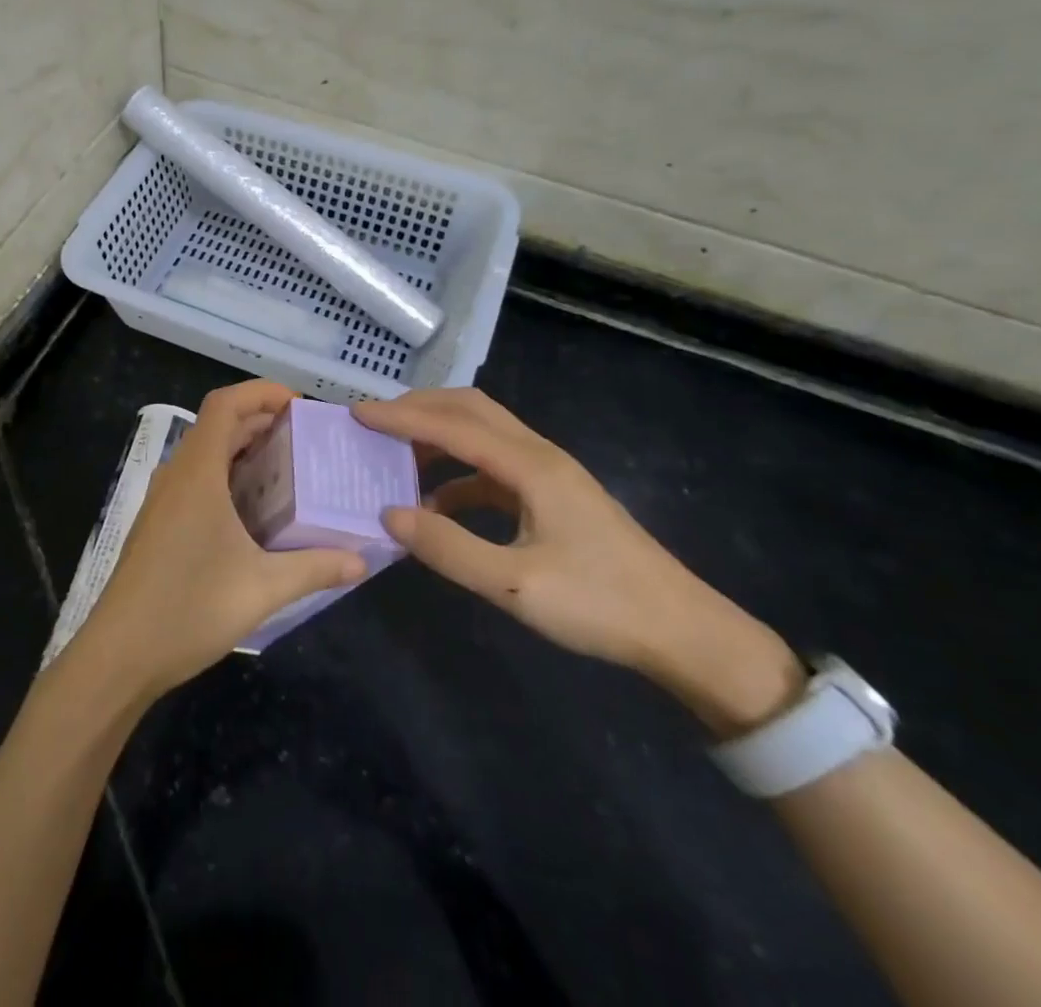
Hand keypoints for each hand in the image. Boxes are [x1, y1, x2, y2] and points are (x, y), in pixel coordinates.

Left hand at [71, 381, 368, 705]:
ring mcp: (163, 500)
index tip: (299, 406)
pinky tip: (255, 513)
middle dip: (261, 422)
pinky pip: (197, 481)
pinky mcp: (159, 524)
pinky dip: (227, 478)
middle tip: (307, 440)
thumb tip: (359, 561)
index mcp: (197, 473)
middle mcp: (177, 476)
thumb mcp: (262, 588)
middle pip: (218, 426)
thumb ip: (314, 568)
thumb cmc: (189, 608)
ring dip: (244, 451)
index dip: (260, 392)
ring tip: (289, 470)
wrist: (120, 654)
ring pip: (206, 455)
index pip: (225, 404)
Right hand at [354, 388, 803, 735]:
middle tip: (375, 423)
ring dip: (438, 436)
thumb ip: (448, 549)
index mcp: (531, 467)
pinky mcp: (552, 495)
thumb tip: (389, 513)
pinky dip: (457, 472)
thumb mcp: (515, 585)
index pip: (453, 425)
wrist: (683, 631)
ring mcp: (549, 474)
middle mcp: (539, 455)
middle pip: (471, 409)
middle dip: (420, 408)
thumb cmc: (601, 605)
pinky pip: (493, 466)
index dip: (402, 417)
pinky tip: (437, 503)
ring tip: (396, 456)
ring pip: (483, 432)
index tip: (357, 414)